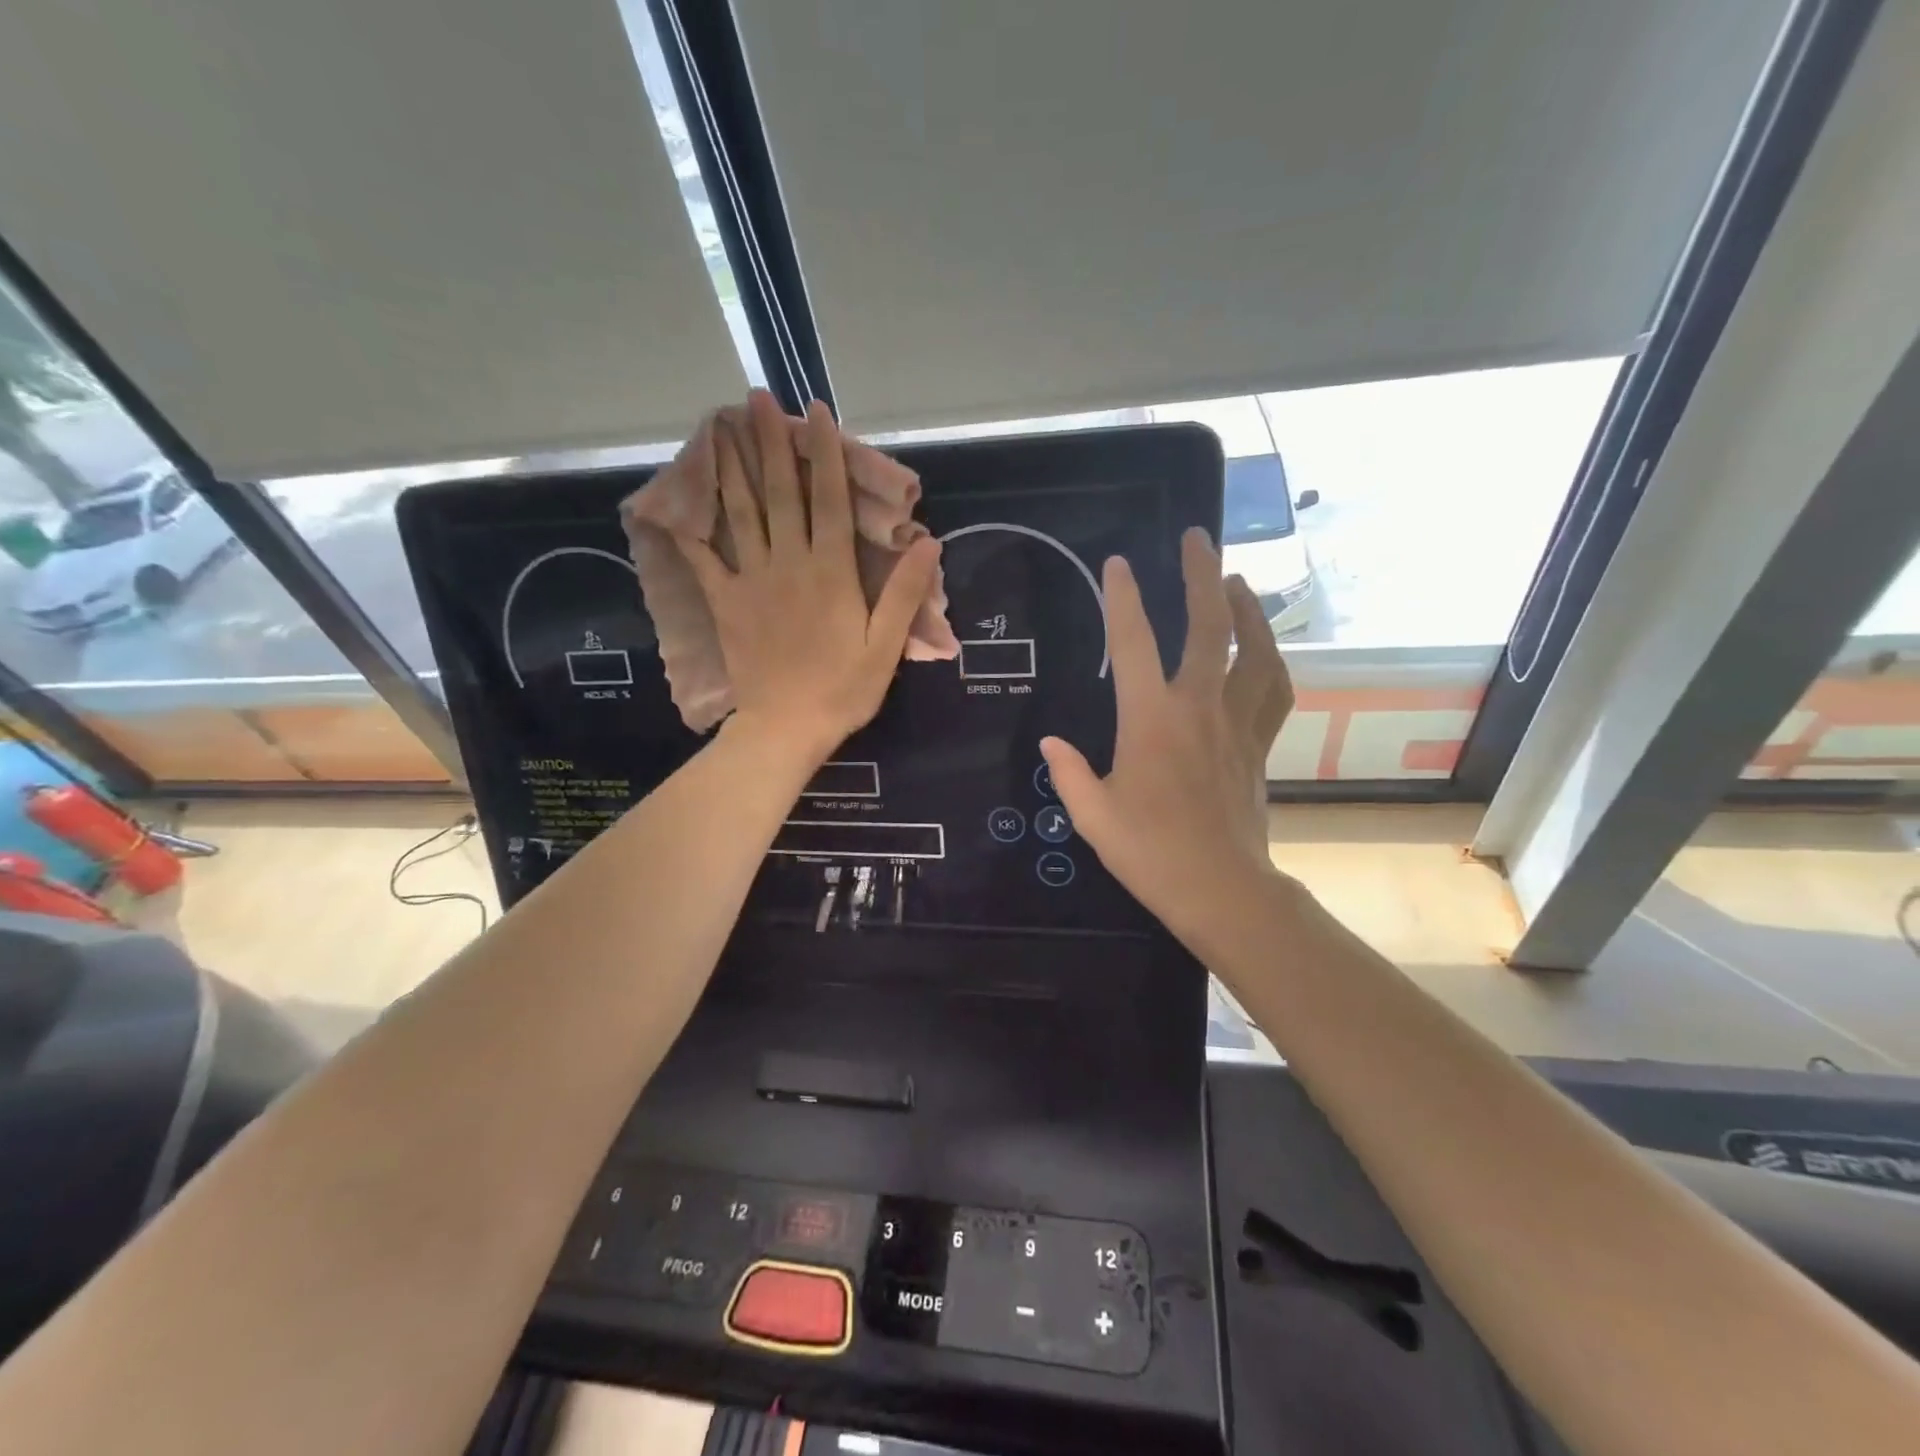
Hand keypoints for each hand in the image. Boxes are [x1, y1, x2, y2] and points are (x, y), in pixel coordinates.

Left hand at [678, 391, 939, 762]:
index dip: (824, 455)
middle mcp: (789, 564)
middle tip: (758, 398)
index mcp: (831, 572)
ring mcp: (751, 581)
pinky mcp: (725, 603)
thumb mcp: (886, 646)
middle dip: (770, 443)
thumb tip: (928, 542)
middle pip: (780, 494)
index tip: (816, 414)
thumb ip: (905, 593)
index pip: (828, 501)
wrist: (787, 727)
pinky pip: (704, 559)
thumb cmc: (843, 689)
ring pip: (740, 514)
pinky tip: (678, 501)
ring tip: (720, 425)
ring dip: (732, 468)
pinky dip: (691, 529)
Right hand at [1041, 528, 1293, 951]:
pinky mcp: (1259, 743)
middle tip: (1196, 538)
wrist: (1221, 889)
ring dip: (1245, 608)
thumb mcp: (1092, 814)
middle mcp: (1198, 706)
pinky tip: (1264, 649)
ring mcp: (1236, 722)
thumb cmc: (1149, 852)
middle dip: (1200, 575)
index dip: (1123, 598)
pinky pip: (1274, 690)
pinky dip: (1271, 661)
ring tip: (1235, 581)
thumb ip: (1070, 772)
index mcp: (1150, 719)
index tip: (1118, 564)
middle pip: (1208, 625)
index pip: (1133, 643)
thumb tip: (1052, 742)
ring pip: (1253, 649)